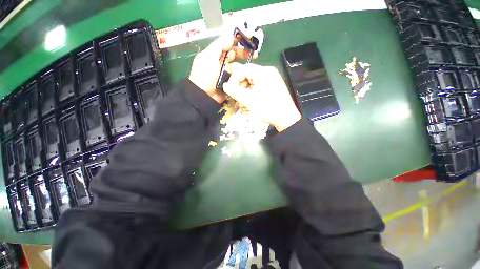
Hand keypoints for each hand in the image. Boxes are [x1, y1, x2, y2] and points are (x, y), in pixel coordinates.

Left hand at [189, 34, 253, 102]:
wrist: (203, 95)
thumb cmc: (204, 75)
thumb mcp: (209, 56)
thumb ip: (219, 45)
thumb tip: (231, 35)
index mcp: (215, 54)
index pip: (228, 44)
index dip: (238, 40)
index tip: (250, 38)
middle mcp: (221, 62)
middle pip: (235, 55)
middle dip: (244, 53)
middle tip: (255, 54)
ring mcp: (226, 74)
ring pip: (238, 67)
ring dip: (243, 67)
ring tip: (249, 69)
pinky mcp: (230, 83)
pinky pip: (237, 77)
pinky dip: (242, 76)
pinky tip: (246, 77)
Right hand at [223, 63, 300, 131]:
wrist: (286, 119)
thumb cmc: (267, 108)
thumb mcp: (248, 100)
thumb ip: (235, 91)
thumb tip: (225, 85)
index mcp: (263, 72)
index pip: (244, 69)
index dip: (234, 78)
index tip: (230, 89)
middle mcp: (268, 72)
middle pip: (248, 75)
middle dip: (240, 86)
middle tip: (237, 97)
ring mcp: (272, 80)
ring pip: (253, 82)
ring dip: (246, 91)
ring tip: (244, 102)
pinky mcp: (274, 87)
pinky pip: (259, 86)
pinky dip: (253, 93)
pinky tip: (251, 102)